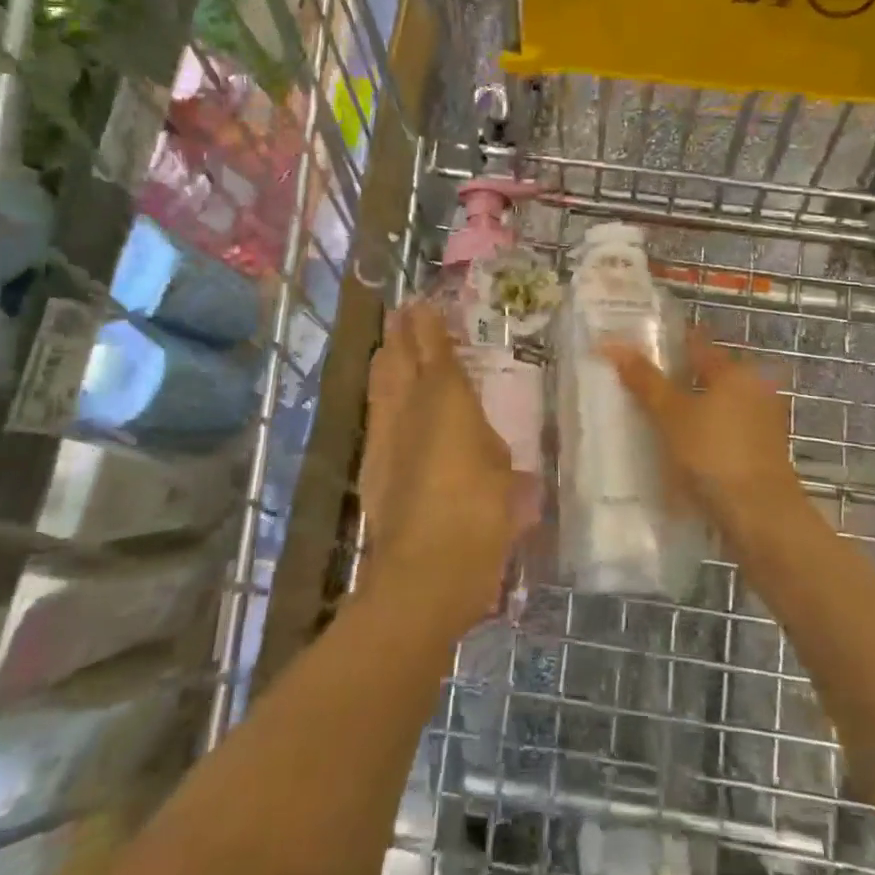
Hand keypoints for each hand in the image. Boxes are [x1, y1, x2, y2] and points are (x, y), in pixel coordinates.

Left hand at [360, 302, 523, 634]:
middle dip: (399, 333)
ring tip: (387, 344)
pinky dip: (379, 397)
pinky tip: (383, 400)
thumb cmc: (480, 514)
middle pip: (399, 358)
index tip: (422, 303)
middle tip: (400, 312)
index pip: (435, 349)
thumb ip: (488, 448)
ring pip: (380, 384)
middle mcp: (410, 407)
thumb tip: (479, 445)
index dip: (428, 324)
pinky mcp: (371, 466)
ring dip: (384, 360)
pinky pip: (375, 415)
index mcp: (448, 399)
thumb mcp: (503, 475)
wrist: (426, 571)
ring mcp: (385, 436)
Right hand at [603, 329, 812, 551]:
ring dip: (687, 410)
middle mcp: (754, 389)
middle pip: (706, 376)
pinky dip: (700, 435)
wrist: (761, 518)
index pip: (697, 343)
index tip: (637, 344)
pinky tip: (675, 449)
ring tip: (648, 418)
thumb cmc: (715, 455)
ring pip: (714, 406)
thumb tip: (612, 343)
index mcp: (735, 371)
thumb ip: (644, 380)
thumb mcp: (672, 415)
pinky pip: (721, 433)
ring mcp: (760, 424)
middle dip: (675, 378)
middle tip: (635, 382)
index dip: (667, 342)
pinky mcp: (760, 454)